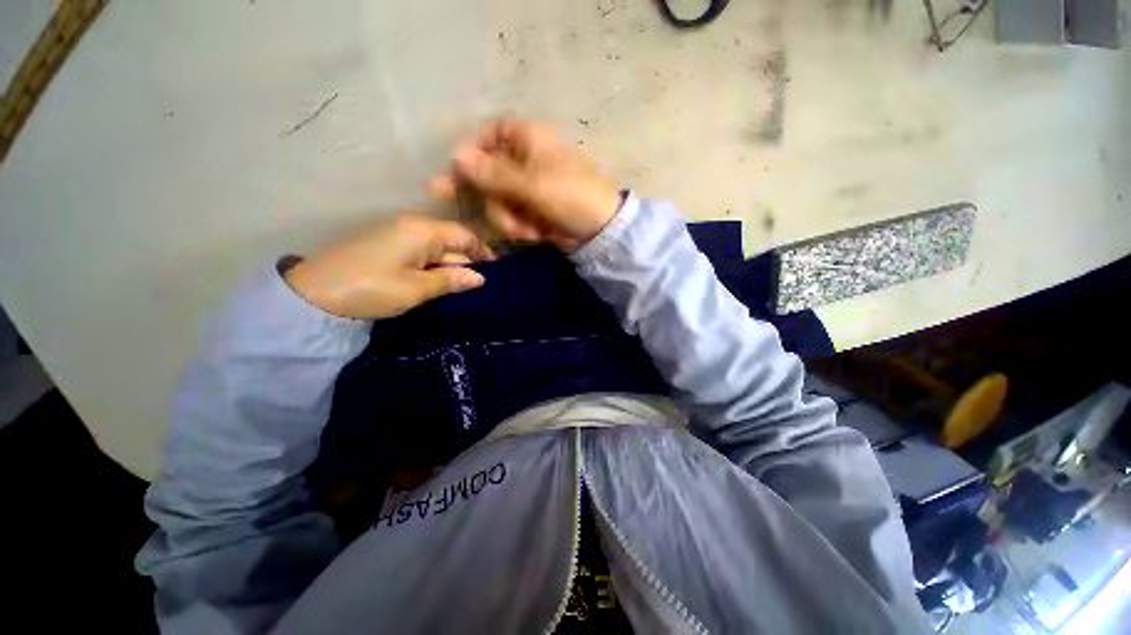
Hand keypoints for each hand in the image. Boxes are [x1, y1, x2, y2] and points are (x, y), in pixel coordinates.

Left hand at [285, 215, 494, 319]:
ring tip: (465, 289)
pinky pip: (421, 255)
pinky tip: (440, 284)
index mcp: (422, 231)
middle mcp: (412, 226)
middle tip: (483, 288)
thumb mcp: (416, 288)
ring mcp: (397, 236)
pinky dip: (434, 269)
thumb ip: (450, 281)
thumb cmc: (370, 289)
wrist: (312, 296)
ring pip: (436, 250)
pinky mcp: (387, 248)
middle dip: (468, 263)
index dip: (483, 252)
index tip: (498, 272)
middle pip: (451, 242)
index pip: (464, 235)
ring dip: (451, 268)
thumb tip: (480, 278)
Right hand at [434, 119, 622, 252]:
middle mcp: (524, 160)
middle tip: (505, 218)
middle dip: (496, 203)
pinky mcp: (531, 211)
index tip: (460, 173)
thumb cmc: (570, 196)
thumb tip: (455, 157)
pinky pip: (511, 218)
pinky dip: (520, 229)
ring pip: (497, 202)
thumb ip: (492, 173)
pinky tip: (536, 234)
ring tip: (530, 230)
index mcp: (528, 139)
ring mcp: (527, 188)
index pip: (490, 134)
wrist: (599, 230)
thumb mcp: (531, 183)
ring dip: (509, 221)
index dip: (473, 152)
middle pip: (488, 175)